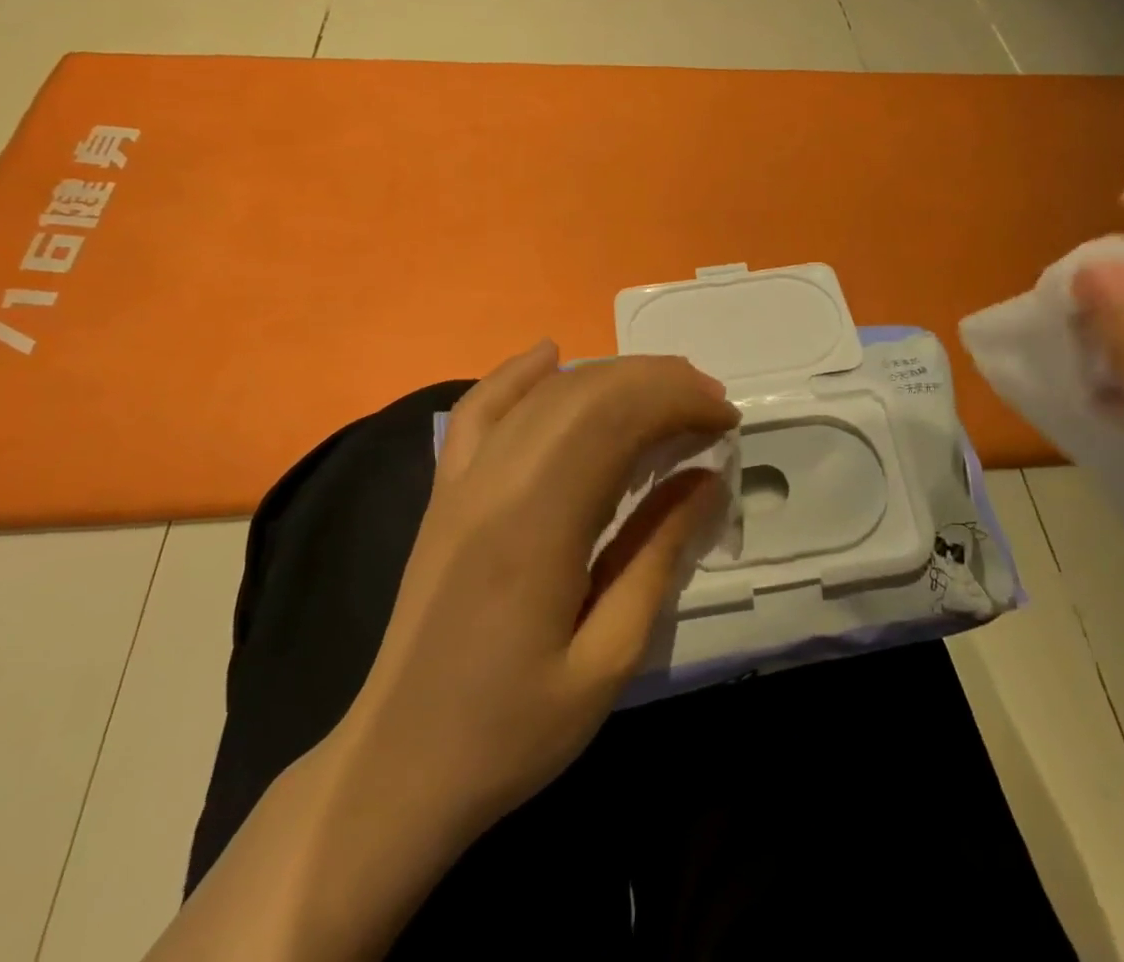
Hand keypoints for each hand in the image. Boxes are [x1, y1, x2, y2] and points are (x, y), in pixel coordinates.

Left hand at [335, 342, 736, 844]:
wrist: (396, 768)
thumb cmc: (511, 730)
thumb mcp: (608, 658)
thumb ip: (657, 555)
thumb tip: (707, 478)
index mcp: (537, 524)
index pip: (617, 420)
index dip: (679, 403)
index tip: (727, 419)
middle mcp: (495, 482)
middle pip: (585, 394)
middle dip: (657, 382)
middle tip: (710, 404)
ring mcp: (462, 480)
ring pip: (543, 394)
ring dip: (611, 377)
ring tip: (665, 389)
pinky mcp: (445, 490)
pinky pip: (480, 410)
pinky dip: (519, 375)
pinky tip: (551, 354)